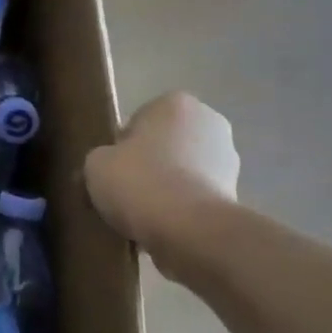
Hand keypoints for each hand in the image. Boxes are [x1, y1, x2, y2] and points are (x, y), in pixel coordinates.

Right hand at [85, 92, 239, 250]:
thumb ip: (99, 159)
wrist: (189, 230)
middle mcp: (209, 121)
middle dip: (149, 165)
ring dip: (167, 189)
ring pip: (183, 172)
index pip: (139, 120)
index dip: (121, 147)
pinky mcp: (236, 194)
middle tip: (125, 193)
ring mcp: (228, 159)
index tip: (112, 171)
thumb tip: (105, 169)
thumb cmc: (140, 182)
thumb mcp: (95, 165)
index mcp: (176, 103)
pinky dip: (182, 210)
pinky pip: (196, 198)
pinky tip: (163, 228)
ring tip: (142, 216)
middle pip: (165, 145)